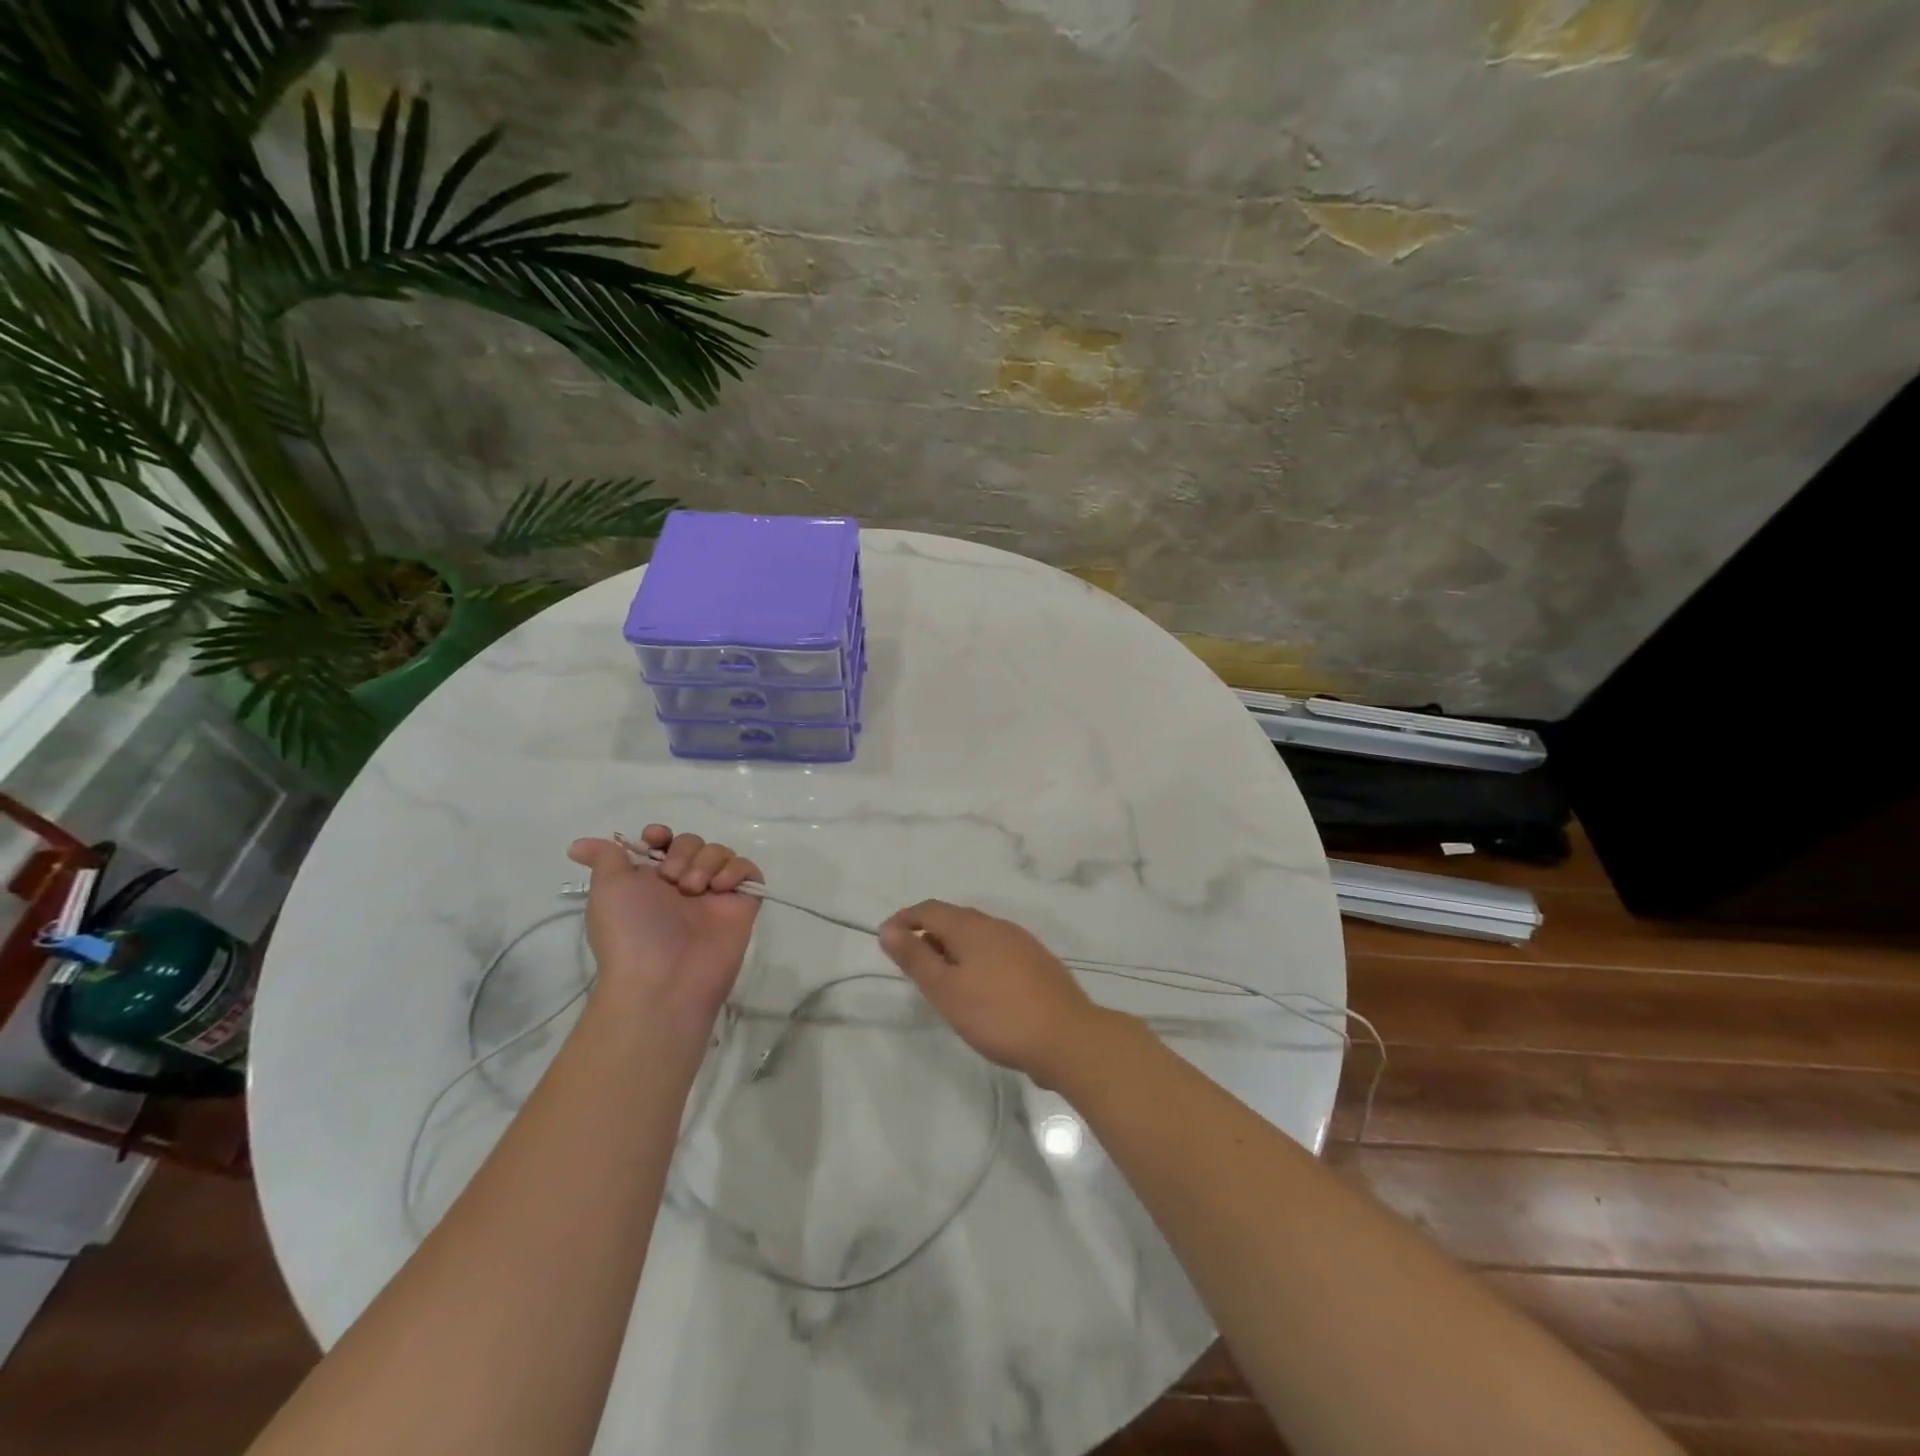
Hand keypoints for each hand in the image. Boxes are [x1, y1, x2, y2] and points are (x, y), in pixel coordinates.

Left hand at [566, 826, 760, 1034]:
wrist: (663, 979)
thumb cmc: (630, 931)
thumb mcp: (607, 889)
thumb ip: (604, 858)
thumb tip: (575, 845)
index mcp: (651, 882)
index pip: (665, 843)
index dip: (661, 836)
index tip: (655, 840)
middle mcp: (683, 886)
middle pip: (694, 842)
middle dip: (684, 851)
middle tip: (673, 880)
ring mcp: (714, 896)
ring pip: (721, 852)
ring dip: (707, 861)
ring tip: (695, 889)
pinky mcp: (742, 906)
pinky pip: (749, 872)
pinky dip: (736, 870)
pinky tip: (720, 888)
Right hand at [878, 900, 1109, 1086]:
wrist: (1067, 1037)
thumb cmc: (997, 1014)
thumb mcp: (946, 990)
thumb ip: (915, 958)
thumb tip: (888, 929)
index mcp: (972, 926)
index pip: (930, 909)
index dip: (904, 919)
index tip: (885, 939)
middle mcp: (998, 925)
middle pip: (955, 919)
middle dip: (928, 934)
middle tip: (911, 964)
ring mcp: (1022, 943)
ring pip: (977, 936)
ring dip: (953, 949)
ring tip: (941, 980)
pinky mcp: (1037, 963)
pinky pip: (996, 951)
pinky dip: (976, 960)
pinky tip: (979, 989)